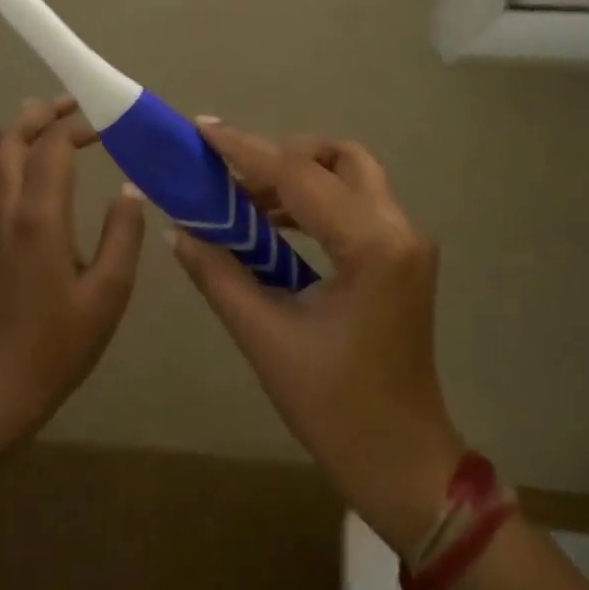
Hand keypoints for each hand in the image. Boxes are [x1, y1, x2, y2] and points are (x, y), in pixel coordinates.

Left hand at [0, 96, 145, 446]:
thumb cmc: (59, 343)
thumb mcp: (109, 293)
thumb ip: (122, 235)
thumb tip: (129, 191)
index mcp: (39, 218)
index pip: (53, 147)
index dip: (79, 126)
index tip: (108, 124)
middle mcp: (5, 209)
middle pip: (10, 138)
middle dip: (41, 113)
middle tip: (74, 105)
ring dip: (18, 131)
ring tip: (50, 124)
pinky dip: (3, 157)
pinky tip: (23, 168)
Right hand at [168, 122, 465, 552]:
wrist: (402, 461)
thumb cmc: (335, 409)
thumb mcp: (267, 338)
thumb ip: (220, 275)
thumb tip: (180, 230)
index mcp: (372, 247)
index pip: (300, 177)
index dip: (246, 149)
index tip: (203, 128)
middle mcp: (400, 230)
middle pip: (339, 159)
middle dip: (282, 156)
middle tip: (229, 174)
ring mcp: (408, 243)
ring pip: (352, 177)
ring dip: (299, 178)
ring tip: (243, 200)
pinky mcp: (403, 259)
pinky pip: (357, 206)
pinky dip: (316, 202)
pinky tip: (274, 226)